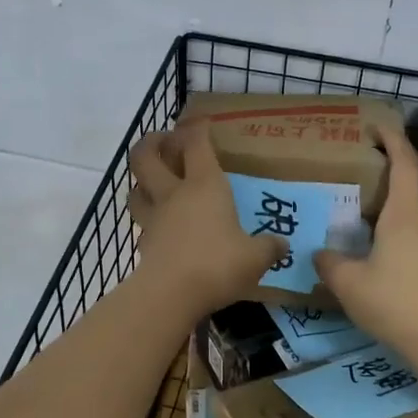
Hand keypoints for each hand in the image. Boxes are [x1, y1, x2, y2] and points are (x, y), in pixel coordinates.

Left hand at [129, 124, 287, 315]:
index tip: (201, 122)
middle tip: (163, 140)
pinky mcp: (144, 244)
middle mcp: (174, 194)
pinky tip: (159, 225)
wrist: (170, 295)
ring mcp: (154, 218)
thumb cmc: (217, 264)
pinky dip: (148, 217)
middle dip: (152, 143)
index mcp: (204, 185)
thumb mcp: (255, 257)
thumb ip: (268, 248)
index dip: (197, 128)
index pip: (196, 144)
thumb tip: (281, 244)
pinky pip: (142, 222)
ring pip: (136, 188)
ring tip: (152, 180)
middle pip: (146, 157)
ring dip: (141, 180)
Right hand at [314, 122, 417, 348]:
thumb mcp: (349, 284)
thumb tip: (319, 254)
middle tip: (357, 182)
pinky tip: (380, 259)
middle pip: (409, 190)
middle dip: (386, 180)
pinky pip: (417, 242)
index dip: (393, 139)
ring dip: (391, 213)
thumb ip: (330, 264)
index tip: (378, 126)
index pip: (404, 164)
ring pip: (413, 219)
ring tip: (363, 223)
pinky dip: (398, 238)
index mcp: (404, 216)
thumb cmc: (395, 302)